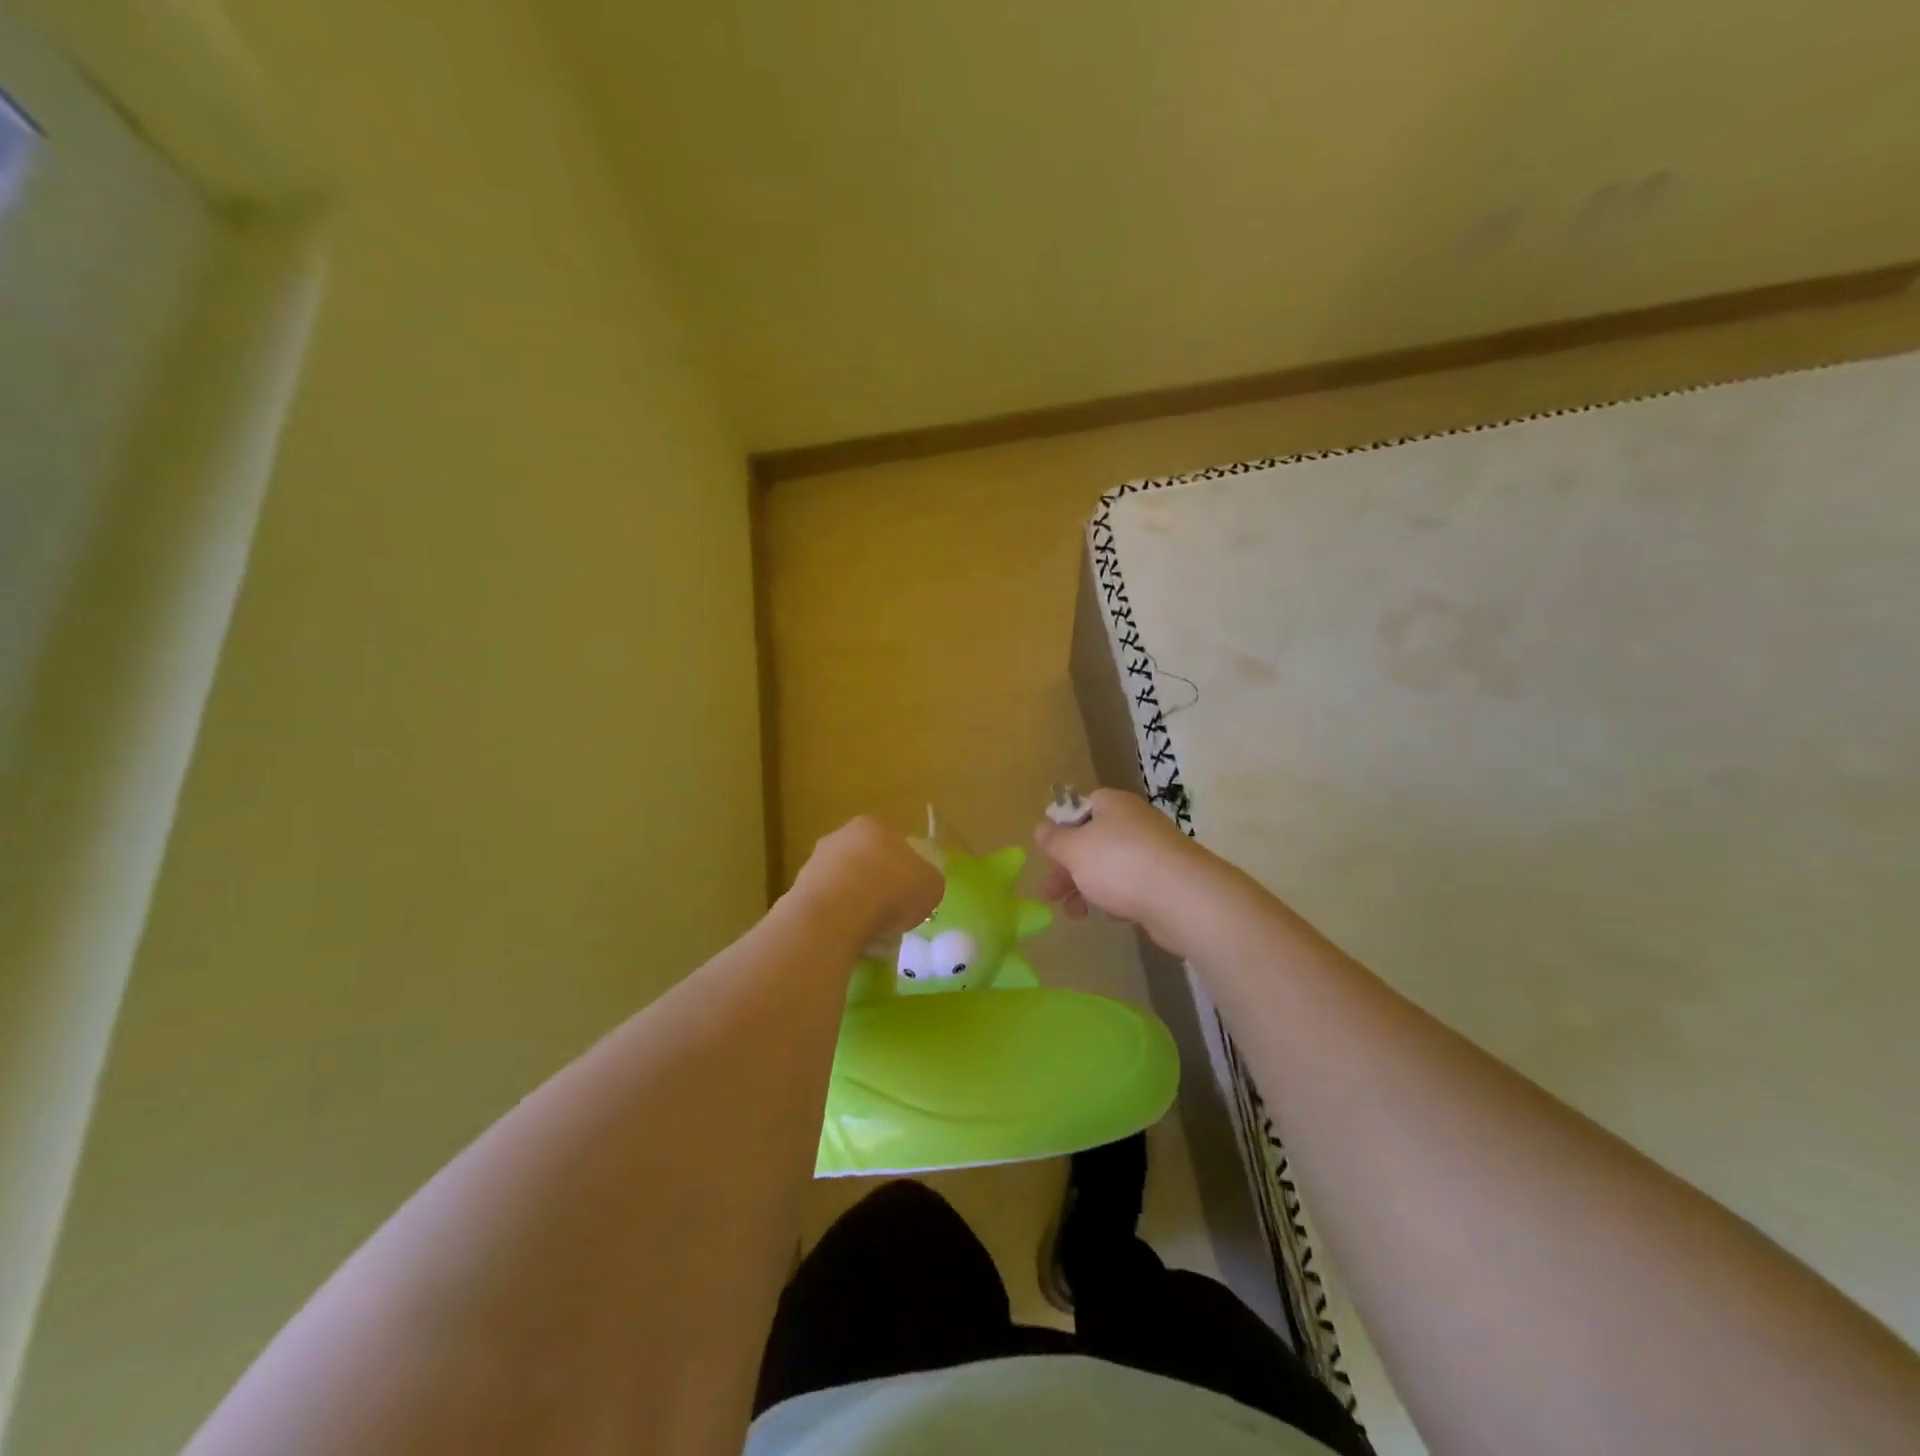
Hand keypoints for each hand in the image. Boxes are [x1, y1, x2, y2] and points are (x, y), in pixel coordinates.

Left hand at [792, 816, 944, 945]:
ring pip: (844, 886)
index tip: (910, 895)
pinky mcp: (797, 893)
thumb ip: (927, 882)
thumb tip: (920, 887)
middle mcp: (839, 837)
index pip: (893, 844)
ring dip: (856, 906)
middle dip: (877, 887)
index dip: (905, 870)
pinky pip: (827, 908)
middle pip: (866, 863)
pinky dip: (838, 922)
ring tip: (870, 934)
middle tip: (891, 916)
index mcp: (873, 826)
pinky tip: (848, 940)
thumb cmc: (891, 890)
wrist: (835, 916)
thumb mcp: (931, 886)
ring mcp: (814, 864)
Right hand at [1033, 788, 1228, 956]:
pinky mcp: (1165, 881)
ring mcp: (1153, 852)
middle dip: (1068, 869)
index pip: (1081, 806)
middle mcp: (1134, 822)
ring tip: (1076, 914)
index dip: (1061, 828)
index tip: (1049, 853)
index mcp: (1112, 804)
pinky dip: (1116, 899)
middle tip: (1050, 894)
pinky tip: (1113, 915)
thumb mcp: (1074, 849)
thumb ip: (1053, 839)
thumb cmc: (1120, 864)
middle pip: (1092, 841)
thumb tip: (1042, 827)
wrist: (1185, 899)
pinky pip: (1131, 886)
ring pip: (1109, 867)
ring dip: (1087, 889)